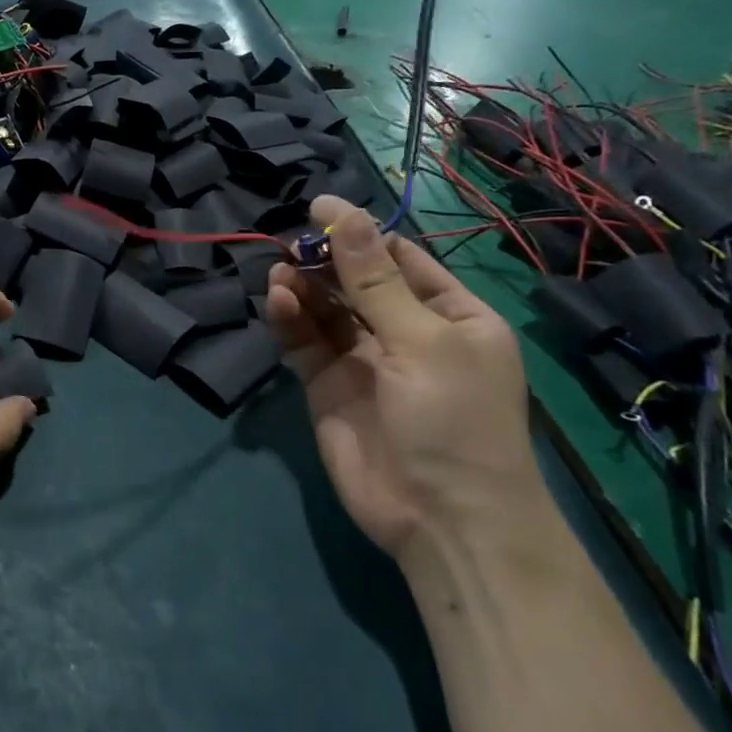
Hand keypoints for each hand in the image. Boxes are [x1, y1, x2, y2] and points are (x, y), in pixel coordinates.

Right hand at [264, 196, 539, 560]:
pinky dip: (290, 321)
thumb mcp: (422, 340)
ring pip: (325, 310)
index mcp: (451, 316)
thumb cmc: (454, 419)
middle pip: (356, 282)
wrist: (441, 520)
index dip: (360, 234)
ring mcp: (364, 361)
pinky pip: (306, 343)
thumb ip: (373, 279)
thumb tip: (341, 212)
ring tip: (280, 272)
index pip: (400, 260)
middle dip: (325, 261)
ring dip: (303, 288)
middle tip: (290, 245)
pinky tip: (278, 302)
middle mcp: (406, 333)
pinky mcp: (327, 387)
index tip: (318, 211)